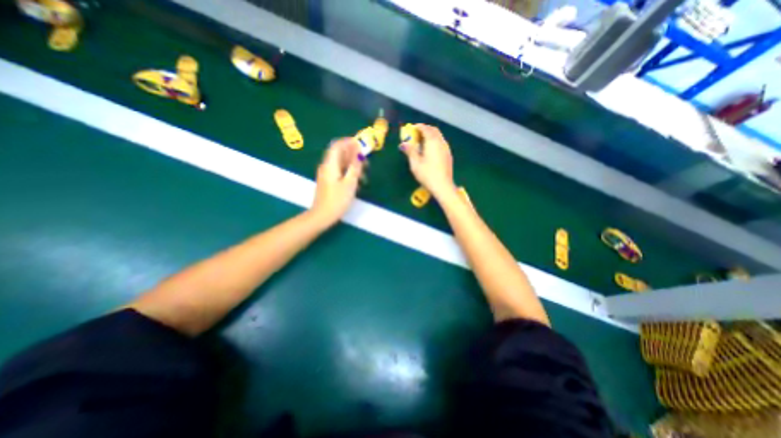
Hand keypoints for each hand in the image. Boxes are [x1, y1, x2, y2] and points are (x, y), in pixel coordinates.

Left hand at [309, 137, 363, 224]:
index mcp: (330, 164)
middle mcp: (326, 166)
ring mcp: (327, 174)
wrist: (322, 216)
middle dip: (353, 154)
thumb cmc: (337, 200)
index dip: (349, 142)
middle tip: (366, 163)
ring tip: (363, 175)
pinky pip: (339, 171)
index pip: (337, 145)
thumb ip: (355, 167)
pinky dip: (348, 172)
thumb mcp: (350, 183)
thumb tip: (359, 153)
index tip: (362, 145)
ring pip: (341, 163)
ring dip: (352, 165)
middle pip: (339, 153)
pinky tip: (356, 181)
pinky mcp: (328, 181)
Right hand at [400, 123, 454, 196]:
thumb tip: (403, 143)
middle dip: (425, 129)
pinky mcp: (448, 155)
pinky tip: (430, 150)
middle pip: (434, 130)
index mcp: (432, 142)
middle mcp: (441, 142)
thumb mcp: (415, 163)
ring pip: (438, 136)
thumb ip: (410, 151)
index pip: (425, 129)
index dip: (418, 127)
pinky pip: (441, 143)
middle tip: (416, 134)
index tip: (411, 129)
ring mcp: (446, 149)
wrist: (443, 186)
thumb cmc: (427, 174)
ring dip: (430, 135)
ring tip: (422, 142)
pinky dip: (435, 142)